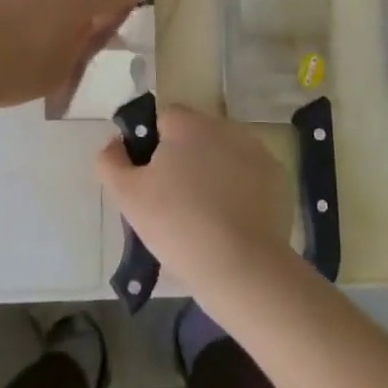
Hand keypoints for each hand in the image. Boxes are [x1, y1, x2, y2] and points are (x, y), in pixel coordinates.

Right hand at [96, 105, 292, 297]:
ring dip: (212, 173)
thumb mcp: (128, 196)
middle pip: (194, 135)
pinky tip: (231, 221)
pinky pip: (248, 176)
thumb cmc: (177, 226)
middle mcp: (224, 126)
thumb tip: (114, 143)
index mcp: (187, 124)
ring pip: (222, 154)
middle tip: (173, 203)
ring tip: (204, 216)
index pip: (163, 119)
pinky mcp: (277, 177)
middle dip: (183, 160)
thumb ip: (111, 161)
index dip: (152, 147)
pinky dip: (239, 190)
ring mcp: (255, 150)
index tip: (150, 181)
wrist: (242, 267)